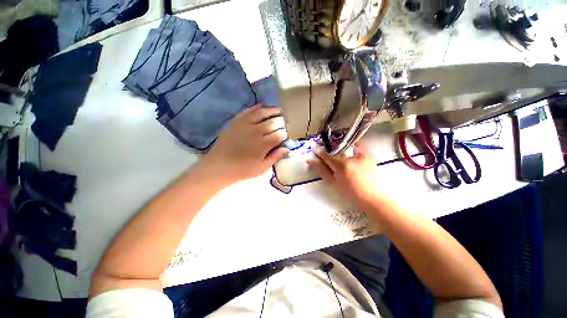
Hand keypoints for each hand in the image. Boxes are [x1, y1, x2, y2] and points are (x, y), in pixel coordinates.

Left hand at [203, 104, 288, 184]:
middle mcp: (256, 132)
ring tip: (278, 110)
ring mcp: (245, 124)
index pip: (280, 135)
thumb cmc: (242, 170)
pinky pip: (248, 111)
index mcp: (263, 145)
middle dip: (281, 122)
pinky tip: (262, 107)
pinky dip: (256, 108)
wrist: (219, 166)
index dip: (285, 134)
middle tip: (284, 123)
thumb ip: (275, 157)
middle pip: (274, 122)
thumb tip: (287, 148)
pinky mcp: (236, 121)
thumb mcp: (261, 168)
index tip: (285, 136)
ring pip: (262, 113)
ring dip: (272, 110)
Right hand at [307, 143, 380, 206]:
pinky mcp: (369, 155)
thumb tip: (310, 160)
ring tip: (340, 152)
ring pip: (347, 145)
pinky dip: (352, 146)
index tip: (315, 149)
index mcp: (342, 166)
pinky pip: (358, 145)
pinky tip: (350, 152)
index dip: (319, 152)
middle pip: (336, 149)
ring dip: (341, 147)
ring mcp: (362, 155)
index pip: (327, 155)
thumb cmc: (349, 192)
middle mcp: (352, 158)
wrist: (371, 197)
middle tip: (327, 152)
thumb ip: (321, 170)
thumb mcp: (332, 182)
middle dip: (330, 149)